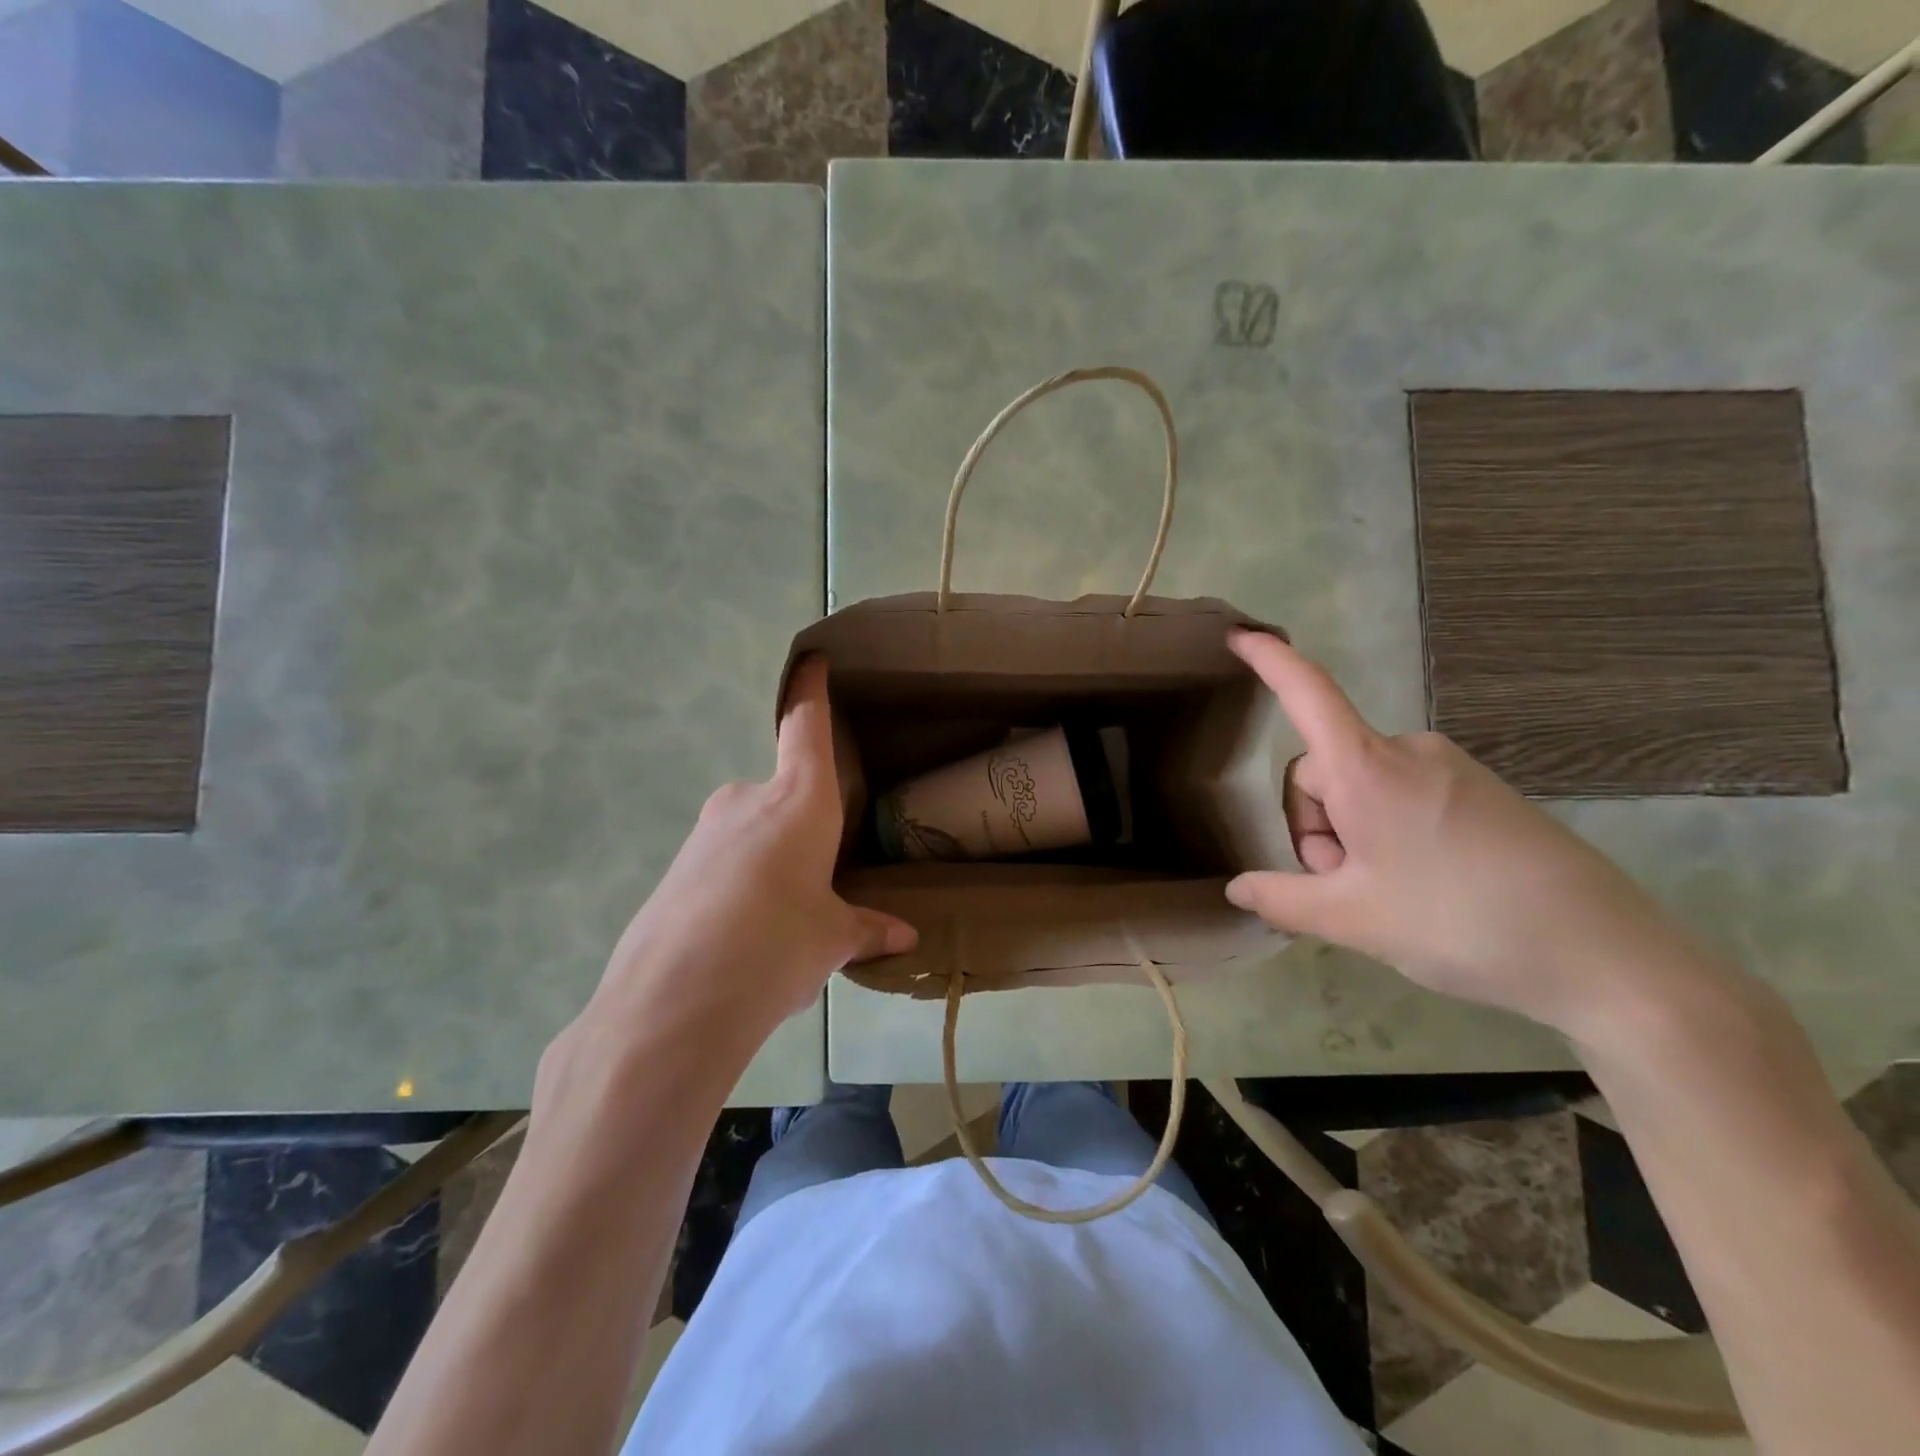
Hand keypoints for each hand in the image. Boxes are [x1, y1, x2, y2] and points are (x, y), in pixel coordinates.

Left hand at [587, 655, 916, 1048]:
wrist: (672, 1001)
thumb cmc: (777, 945)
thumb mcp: (831, 939)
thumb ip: (866, 929)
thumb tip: (904, 937)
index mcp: (799, 800)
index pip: (805, 725)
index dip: (811, 689)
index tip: (813, 659)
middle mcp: (748, 800)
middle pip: (782, 790)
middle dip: (803, 822)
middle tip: (822, 870)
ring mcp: (704, 832)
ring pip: (752, 831)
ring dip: (772, 859)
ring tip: (785, 919)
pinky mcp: (675, 868)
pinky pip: (723, 862)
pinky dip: (741, 884)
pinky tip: (746, 935)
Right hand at [1225, 629, 1712, 1037]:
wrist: (1605, 956)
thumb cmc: (1458, 923)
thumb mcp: (1351, 919)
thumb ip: (1281, 899)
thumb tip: (1238, 888)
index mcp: (1367, 770)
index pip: (1307, 695)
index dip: (1271, 661)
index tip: (1240, 635)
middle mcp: (1407, 752)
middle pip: (1325, 771)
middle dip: (1317, 825)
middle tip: (1346, 887)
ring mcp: (1450, 768)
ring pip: (1363, 787)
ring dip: (1352, 834)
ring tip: (1389, 894)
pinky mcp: (1481, 791)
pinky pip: (1404, 795)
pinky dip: (1389, 831)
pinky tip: (1424, 884)